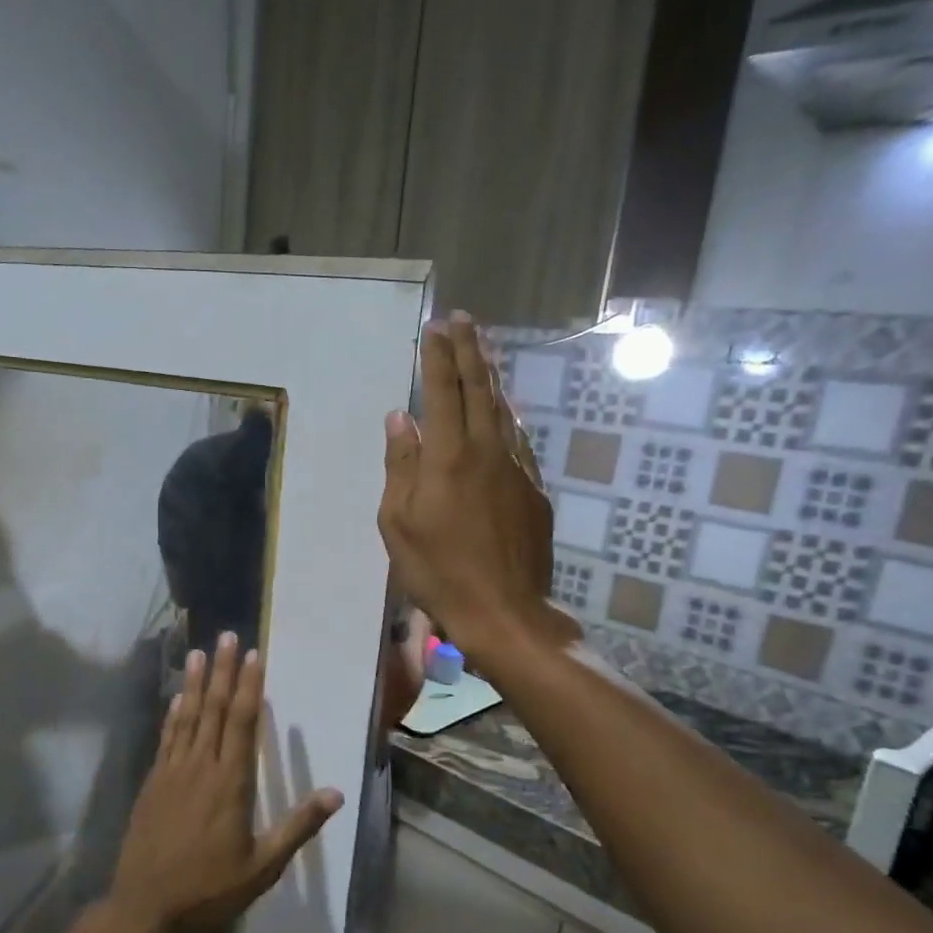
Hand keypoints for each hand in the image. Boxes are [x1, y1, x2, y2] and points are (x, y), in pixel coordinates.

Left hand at [108, 634, 343, 932]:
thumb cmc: (210, 891)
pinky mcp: (153, 783)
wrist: (146, 911)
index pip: (243, 723)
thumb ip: (298, 826)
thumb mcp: (264, 866)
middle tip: (229, 636)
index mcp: (231, 783)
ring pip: (187, 717)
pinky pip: (166, 738)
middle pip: (215, 710)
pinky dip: (173, 714)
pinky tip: (178, 697)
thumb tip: (336, 793)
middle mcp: (201, 767)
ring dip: (196, 683)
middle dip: (224, 672)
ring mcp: (172, 773)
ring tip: (201, 652)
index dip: (250, 687)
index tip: (254, 656)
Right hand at [377, 313, 576, 662]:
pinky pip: (518, 440)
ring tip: (483, 353)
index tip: (436, 327)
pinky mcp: (534, 490)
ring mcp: (517, 469)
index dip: (439, 356)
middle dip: (471, 350)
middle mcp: (488, 451)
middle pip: (481, 388)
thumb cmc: (438, 571)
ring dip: (492, 377)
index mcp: (449, 456)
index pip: (444, 392)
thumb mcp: (398, 522)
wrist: (504, 612)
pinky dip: (507, 416)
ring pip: (504, 410)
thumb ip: (401, 465)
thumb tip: (400, 419)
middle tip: (464, 320)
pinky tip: (503, 412)